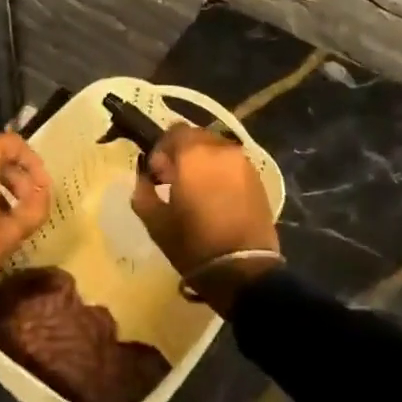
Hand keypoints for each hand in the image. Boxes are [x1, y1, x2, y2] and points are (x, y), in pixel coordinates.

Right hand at [132, 125, 280, 314]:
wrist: (243, 269)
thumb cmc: (193, 243)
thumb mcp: (155, 221)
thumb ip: (143, 191)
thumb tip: (144, 178)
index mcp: (194, 154)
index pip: (174, 131)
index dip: (162, 149)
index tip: (157, 174)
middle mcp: (221, 149)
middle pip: (197, 137)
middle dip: (183, 154)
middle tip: (174, 181)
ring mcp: (243, 163)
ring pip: (217, 150)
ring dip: (203, 163)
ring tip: (196, 191)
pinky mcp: (258, 179)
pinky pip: (233, 165)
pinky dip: (221, 173)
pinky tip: (216, 198)